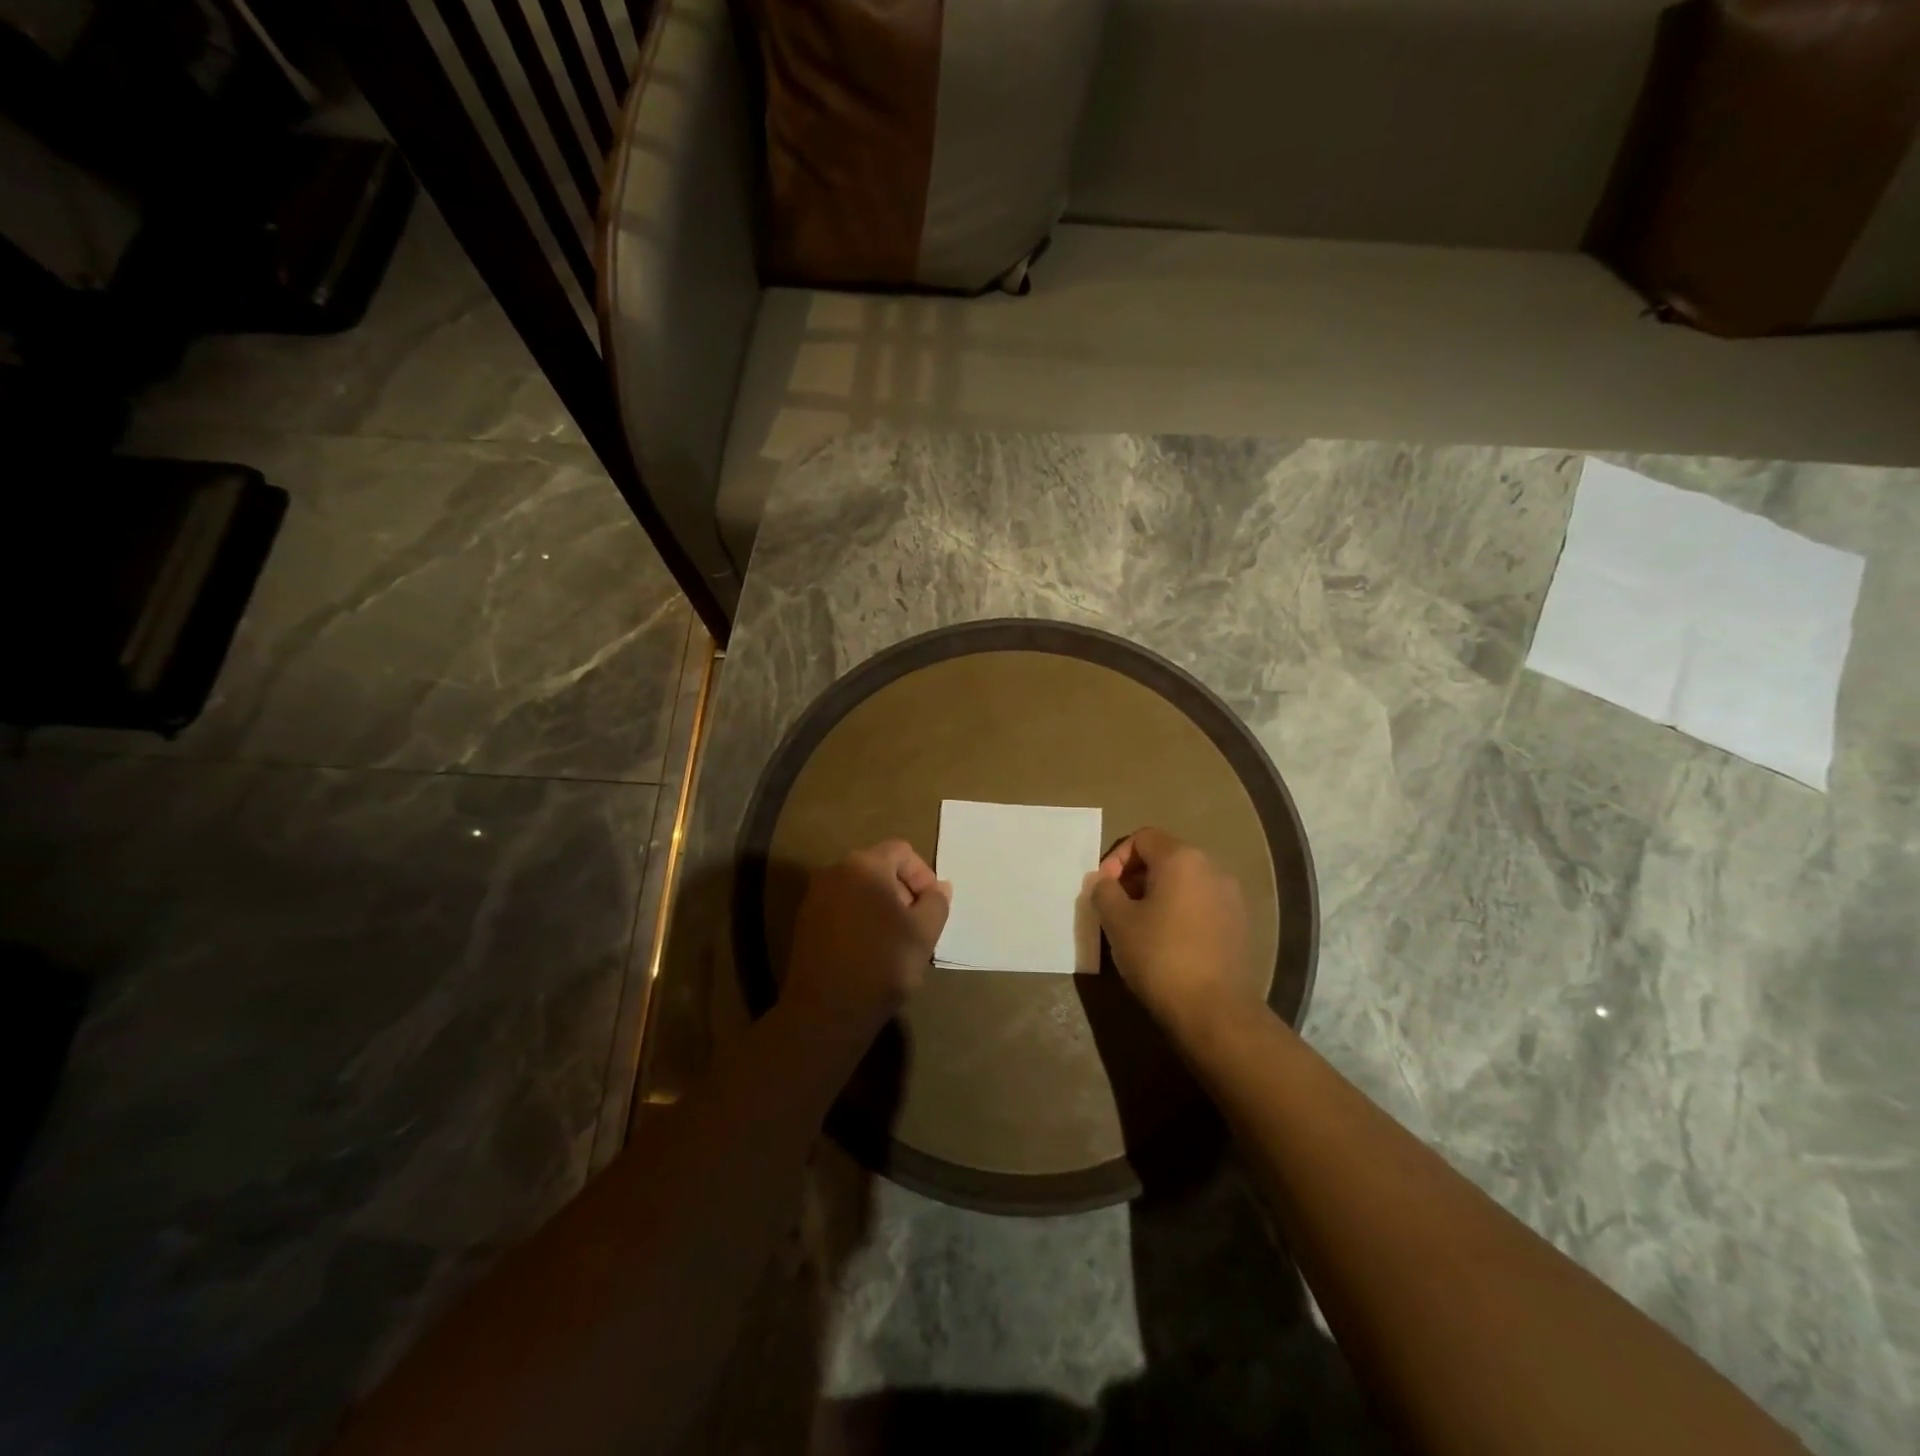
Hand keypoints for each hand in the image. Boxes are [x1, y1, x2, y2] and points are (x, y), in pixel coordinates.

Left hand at [783, 840, 950, 1039]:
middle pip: (879, 868)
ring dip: (882, 907)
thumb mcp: (924, 932)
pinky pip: (842, 909)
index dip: (923, 875)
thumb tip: (939, 887)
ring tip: (895, 941)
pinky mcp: (805, 923)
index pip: (902, 851)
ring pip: (860, 890)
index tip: (932, 908)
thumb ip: (936, 902)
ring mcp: (815, 897)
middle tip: (917, 925)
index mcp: (864, 865)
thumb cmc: (883, 964)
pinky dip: (860, 920)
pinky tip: (869, 951)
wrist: (826, 1011)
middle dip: (903, 891)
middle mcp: (834, 871)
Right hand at [1092, 827, 1259, 1040]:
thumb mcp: (1118, 922)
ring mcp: (1231, 896)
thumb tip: (1102, 881)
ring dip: (1158, 895)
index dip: (1117, 858)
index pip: (1143, 838)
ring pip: (1185, 882)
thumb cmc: (1160, 956)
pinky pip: (1201, 904)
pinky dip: (1180, 912)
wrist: (1214, 1010)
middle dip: (1136, 877)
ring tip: (1139, 927)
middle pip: (1166, 857)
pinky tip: (1167, 943)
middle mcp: (1212, 868)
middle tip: (1117, 908)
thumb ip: (1104, 892)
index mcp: (1182, 858)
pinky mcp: (1239, 924)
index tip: (1105, 889)